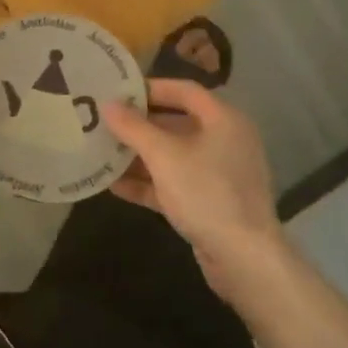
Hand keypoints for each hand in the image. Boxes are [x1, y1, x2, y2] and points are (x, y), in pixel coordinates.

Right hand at [104, 79, 286, 304]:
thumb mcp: (164, 156)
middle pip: (176, 123)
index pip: (184, 91)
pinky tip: (115, 186)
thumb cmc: (206, 193)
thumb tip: (108, 104)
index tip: (117, 92)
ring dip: (139, 156)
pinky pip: (174, 183)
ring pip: (173, 156)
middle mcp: (225, 141)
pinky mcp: (210, 203)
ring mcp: (219, 174)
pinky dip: (148, 183)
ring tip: (102, 153)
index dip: (150, 88)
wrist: (245, 259)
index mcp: (224, 120)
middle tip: (104, 123)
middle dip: (139, 125)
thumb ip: (133, 128)